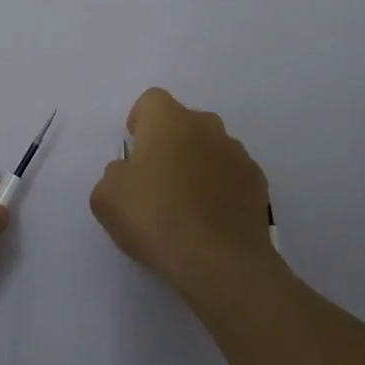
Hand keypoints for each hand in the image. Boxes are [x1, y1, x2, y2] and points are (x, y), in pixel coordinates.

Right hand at [90, 88, 277, 304]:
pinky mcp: (258, 181)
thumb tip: (128, 173)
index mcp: (168, 120)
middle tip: (157, 181)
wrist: (220, 262)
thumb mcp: (106, 198)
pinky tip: (211, 220)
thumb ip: (114, 174)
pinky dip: (221, 188)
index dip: (140, 121)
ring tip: (186, 206)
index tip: (135, 151)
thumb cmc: (156, 219)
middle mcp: (206, 125)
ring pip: (210, 147)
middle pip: (183, 122)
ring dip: (197, 165)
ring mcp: (237, 152)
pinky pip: (232, 175)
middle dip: (170, 143)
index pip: (151, 101)